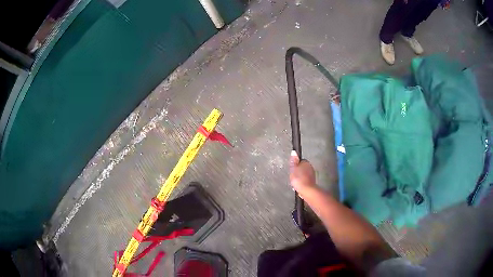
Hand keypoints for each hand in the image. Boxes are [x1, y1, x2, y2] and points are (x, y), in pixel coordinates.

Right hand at [289, 150, 315, 193]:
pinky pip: (305, 180)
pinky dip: (302, 182)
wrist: (306, 190)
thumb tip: (294, 152)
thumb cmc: (299, 179)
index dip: (295, 166)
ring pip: (304, 174)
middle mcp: (310, 167)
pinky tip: (299, 186)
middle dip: (298, 172)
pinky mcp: (312, 182)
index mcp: (306, 162)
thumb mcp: (293, 168)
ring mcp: (312, 175)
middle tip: (293, 176)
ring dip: (300, 177)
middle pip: (302, 168)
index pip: (300, 161)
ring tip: (295, 182)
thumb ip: (293, 161)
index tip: (292, 170)